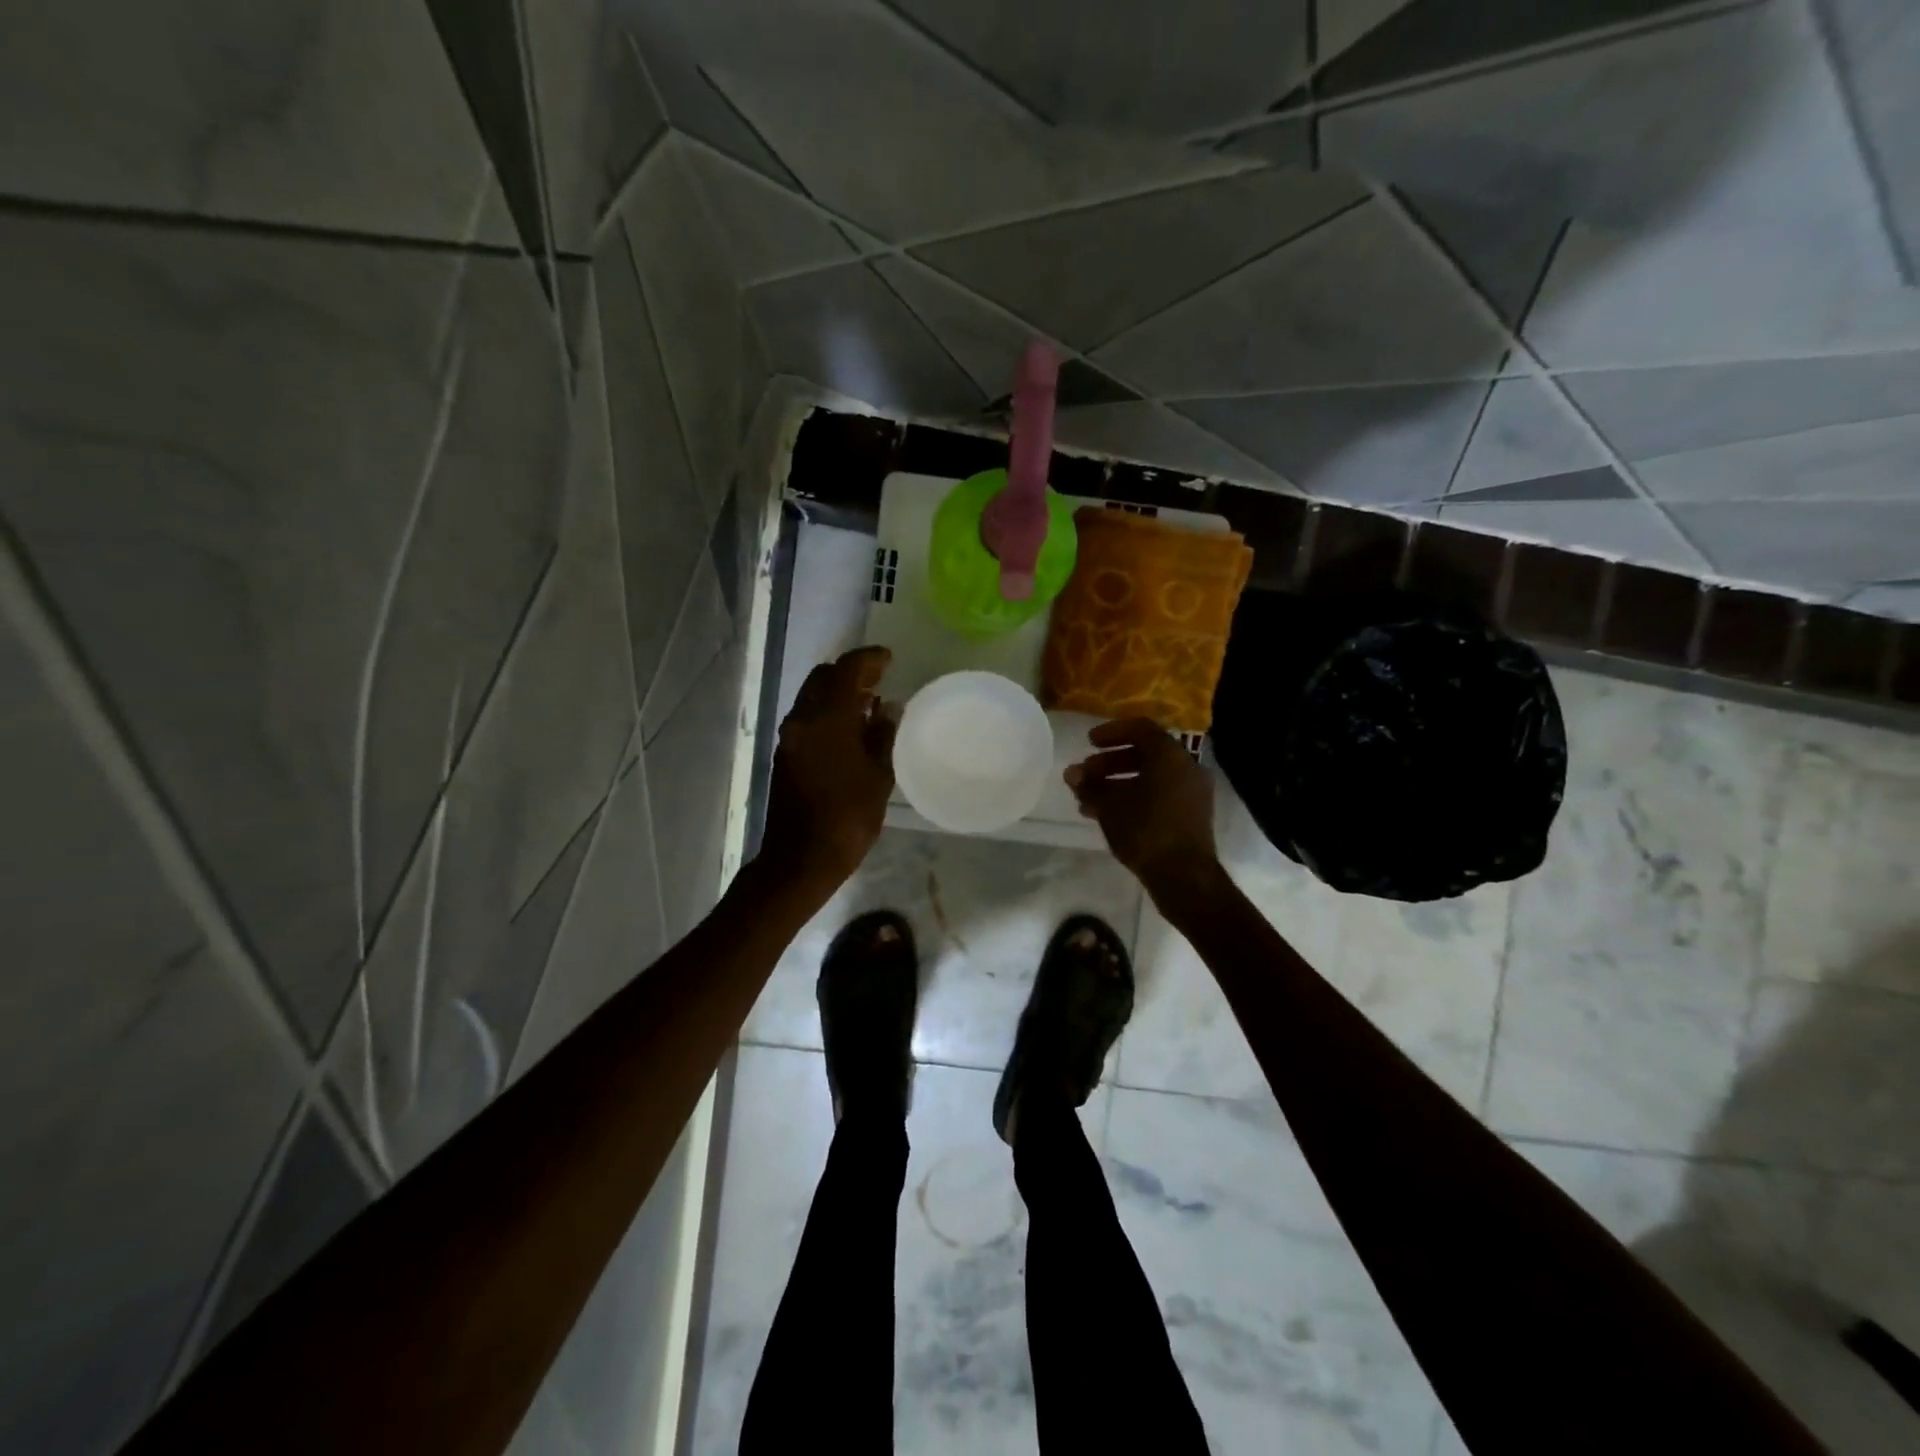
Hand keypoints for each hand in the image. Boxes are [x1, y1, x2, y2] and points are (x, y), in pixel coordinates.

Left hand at [758, 646, 897, 897]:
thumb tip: (889, 707)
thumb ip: (883, 735)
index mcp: (827, 719)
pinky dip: (827, 711)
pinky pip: (807, 717)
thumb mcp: (878, 776)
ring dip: (837, 693)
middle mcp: (802, 719)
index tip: (888, 659)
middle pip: (823, 678)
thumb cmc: (847, 818)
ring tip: (869, 704)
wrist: (800, 858)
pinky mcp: (785, 754)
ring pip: (812, 697)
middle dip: (850, 673)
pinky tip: (850, 728)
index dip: (869, 660)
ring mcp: (789, 737)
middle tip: (880, 680)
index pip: (846, 671)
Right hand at [1065, 718, 1221, 903]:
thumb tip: (1072, 773)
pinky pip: (1159, 795)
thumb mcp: (1110, 804)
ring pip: (1151, 777)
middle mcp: (1187, 767)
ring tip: (1089, 800)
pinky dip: (1135, 797)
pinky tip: (1108, 815)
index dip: (1111, 732)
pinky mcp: (1192, 815)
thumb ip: (1089, 785)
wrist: (1184, 876)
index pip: (1140, 728)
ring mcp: (1192, 792)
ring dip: (1119, 782)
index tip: (1089, 743)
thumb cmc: (1145, 830)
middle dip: (1111, 762)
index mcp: (1170, 755)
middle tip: (1086, 774)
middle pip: (1145, 753)